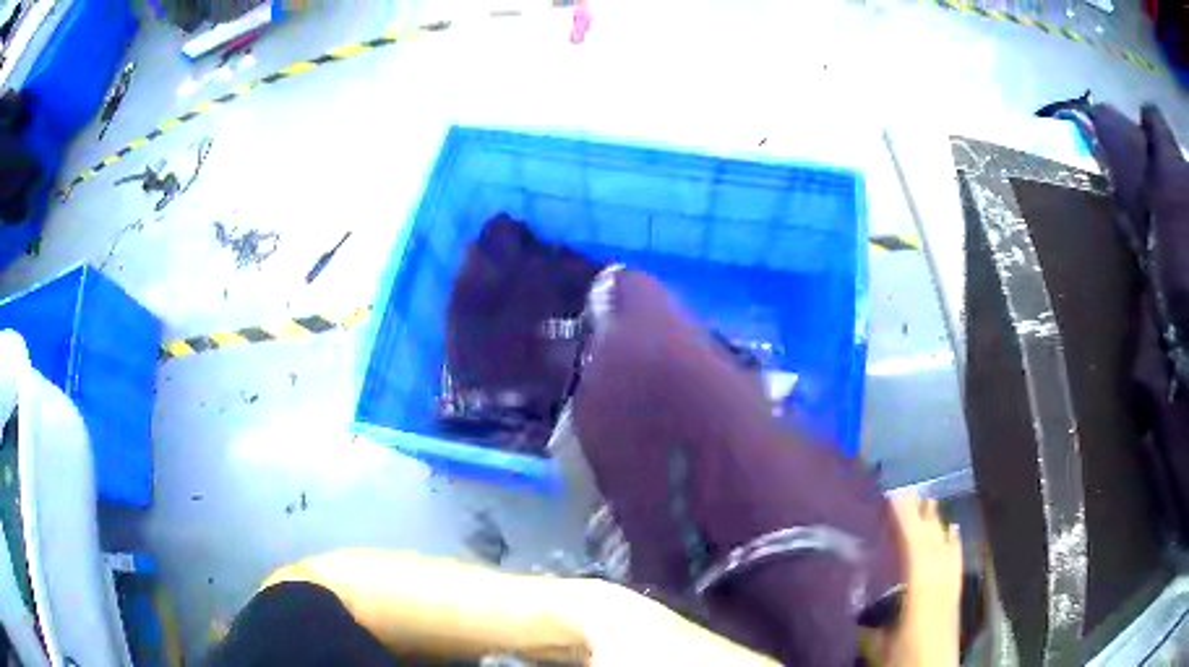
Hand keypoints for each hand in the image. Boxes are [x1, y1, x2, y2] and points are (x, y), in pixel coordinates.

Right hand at [883, 494, 962, 665]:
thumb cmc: (905, 660)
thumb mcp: (879, 645)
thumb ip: (869, 623)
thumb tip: (851, 603)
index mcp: (921, 591)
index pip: (915, 546)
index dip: (905, 520)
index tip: (892, 497)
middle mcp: (940, 582)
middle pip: (932, 541)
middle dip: (919, 515)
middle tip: (904, 492)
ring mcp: (951, 586)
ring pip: (945, 547)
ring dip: (936, 523)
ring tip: (926, 501)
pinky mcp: (956, 594)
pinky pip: (956, 559)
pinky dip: (954, 542)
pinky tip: (954, 529)